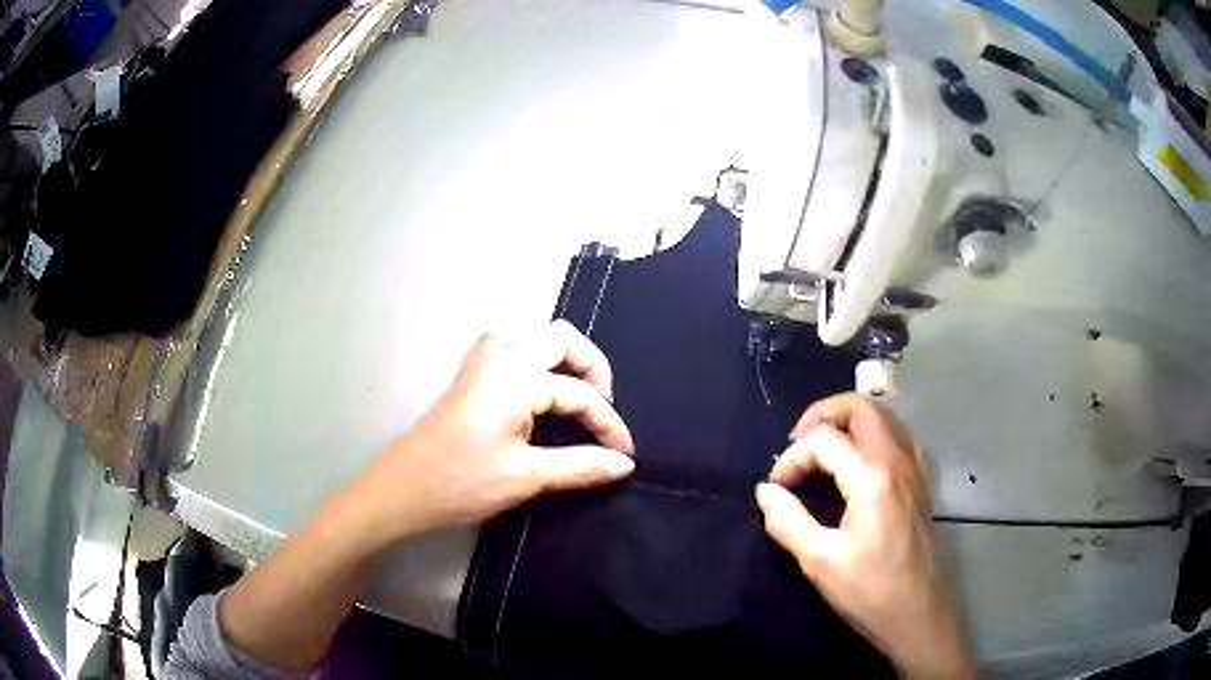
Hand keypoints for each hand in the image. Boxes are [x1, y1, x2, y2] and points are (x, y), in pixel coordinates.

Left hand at [338, 320, 635, 550]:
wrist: (400, 492)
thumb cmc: (461, 483)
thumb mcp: (526, 477)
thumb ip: (580, 466)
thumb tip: (624, 464)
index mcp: (517, 378)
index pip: (579, 393)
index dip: (609, 423)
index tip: (624, 455)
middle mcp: (500, 359)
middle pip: (560, 338)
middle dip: (591, 367)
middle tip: (602, 407)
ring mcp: (480, 365)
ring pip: (532, 337)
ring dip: (560, 358)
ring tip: (575, 394)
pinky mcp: (468, 379)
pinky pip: (510, 351)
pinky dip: (534, 362)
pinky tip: (535, 393)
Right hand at [755, 394, 975, 679]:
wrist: (918, 615)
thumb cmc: (869, 591)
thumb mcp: (819, 561)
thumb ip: (787, 520)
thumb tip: (765, 491)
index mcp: (872, 477)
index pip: (823, 440)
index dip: (791, 458)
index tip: (776, 488)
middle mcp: (898, 460)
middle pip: (861, 406)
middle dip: (822, 414)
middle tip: (797, 442)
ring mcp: (915, 469)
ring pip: (884, 415)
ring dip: (850, 419)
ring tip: (824, 446)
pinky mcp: (921, 482)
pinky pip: (900, 435)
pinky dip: (875, 433)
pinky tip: (861, 460)